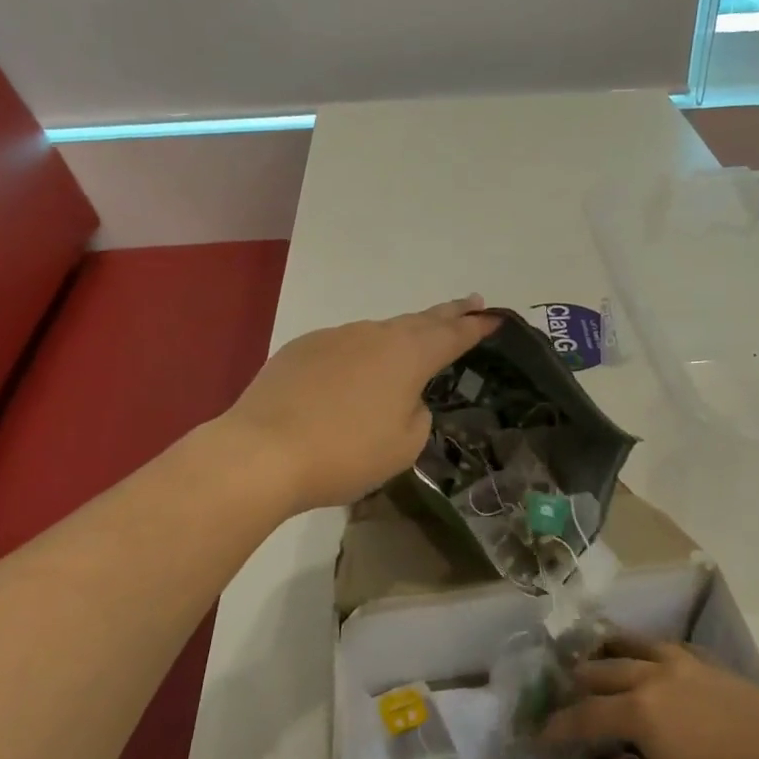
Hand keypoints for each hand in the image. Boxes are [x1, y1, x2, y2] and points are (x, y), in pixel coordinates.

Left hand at [222, 297, 500, 513]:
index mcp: (408, 355)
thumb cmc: (346, 453)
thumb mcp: (404, 445)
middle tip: (470, 305)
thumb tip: (403, 398)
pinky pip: (343, 347)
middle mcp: (374, 335)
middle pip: (419, 320)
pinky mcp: (301, 349)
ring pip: (378, 333)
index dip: (477, 327)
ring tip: (411, 347)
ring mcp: (334, 337)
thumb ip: (417, 414)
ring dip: (401, 337)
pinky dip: (359, 356)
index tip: (495, 317)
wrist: (263, 452)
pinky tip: (353, 376)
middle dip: (447, 314)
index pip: (453, 335)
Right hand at [542, 635, 758, 758]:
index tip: (538, 736)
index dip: (558, 727)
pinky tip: (654, 660)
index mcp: (640, 711)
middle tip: (564, 696)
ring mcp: (687, 666)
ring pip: (635, 647)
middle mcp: (655, 677)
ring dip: (610, 654)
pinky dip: (647, 650)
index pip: (586, 715)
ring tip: (597, 659)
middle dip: (578, 683)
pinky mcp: (714, 666)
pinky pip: (667, 647)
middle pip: (605, 671)